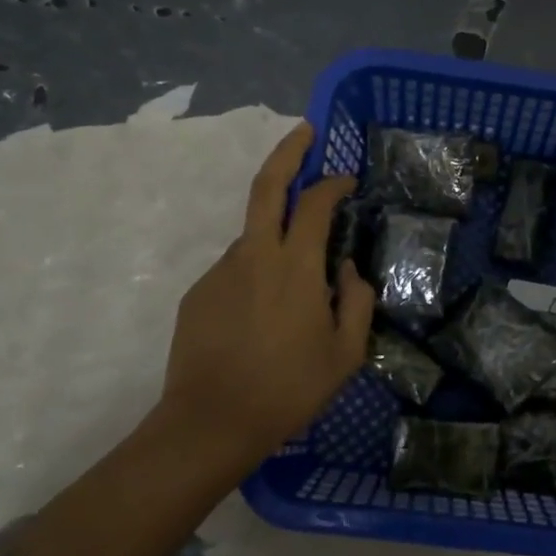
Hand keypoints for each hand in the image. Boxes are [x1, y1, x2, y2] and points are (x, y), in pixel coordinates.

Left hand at [149, 121, 375, 472]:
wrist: (210, 424)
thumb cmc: (288, 390)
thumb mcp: (345, 353)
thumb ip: (356, 301)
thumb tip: (348, 268)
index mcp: (295, 267)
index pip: (316, 203)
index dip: (333, 182)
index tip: (346, 179)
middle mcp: (254, 256)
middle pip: (267, 186)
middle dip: (288, 151)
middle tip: (305, 131)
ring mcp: (221, 272)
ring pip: (254, 235)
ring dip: (277, 236)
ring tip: (295, 285)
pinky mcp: (198, 293)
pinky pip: (237, 269)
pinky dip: (257, 273)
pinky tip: (264, 315)